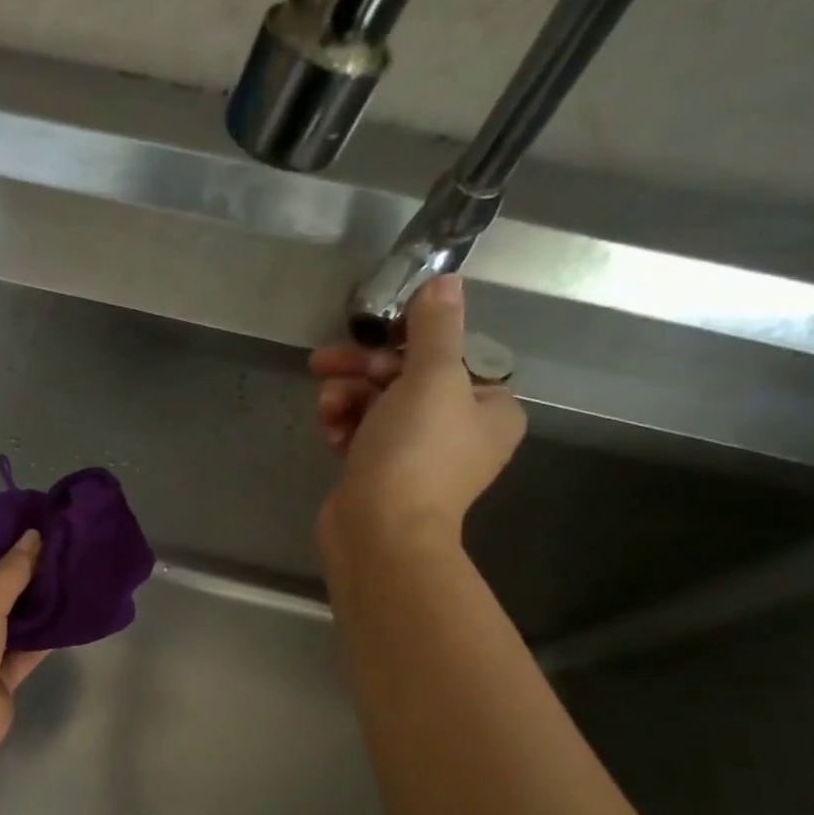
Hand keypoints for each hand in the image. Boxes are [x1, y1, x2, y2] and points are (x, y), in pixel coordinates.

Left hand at [0, 530, 47, 771]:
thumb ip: (9, 572)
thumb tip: (32, 537)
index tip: (8, 524)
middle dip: (11, 568)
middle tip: (47, 546)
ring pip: (8, 619)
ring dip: (32, 601)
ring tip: (63, 572)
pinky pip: (25, 649)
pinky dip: (44, 635)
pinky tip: (69, 615)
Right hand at [311, 276, 525, 585]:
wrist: (378, 532)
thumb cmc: (415, 453)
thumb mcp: (430, 378)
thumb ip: (436, 328)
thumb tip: (445, 281)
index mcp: (489, 408)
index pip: (450, 357)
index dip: (407, 343)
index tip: (372, 337)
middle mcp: (459, 432)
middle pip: (407, 380)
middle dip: (363, 372)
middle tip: (324, 364)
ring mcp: (417, 457)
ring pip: (377, 407)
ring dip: (346, 399)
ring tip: (326, 409)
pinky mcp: (380, 475)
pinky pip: (361, 435)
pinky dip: (344, 427)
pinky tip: (328, 433)